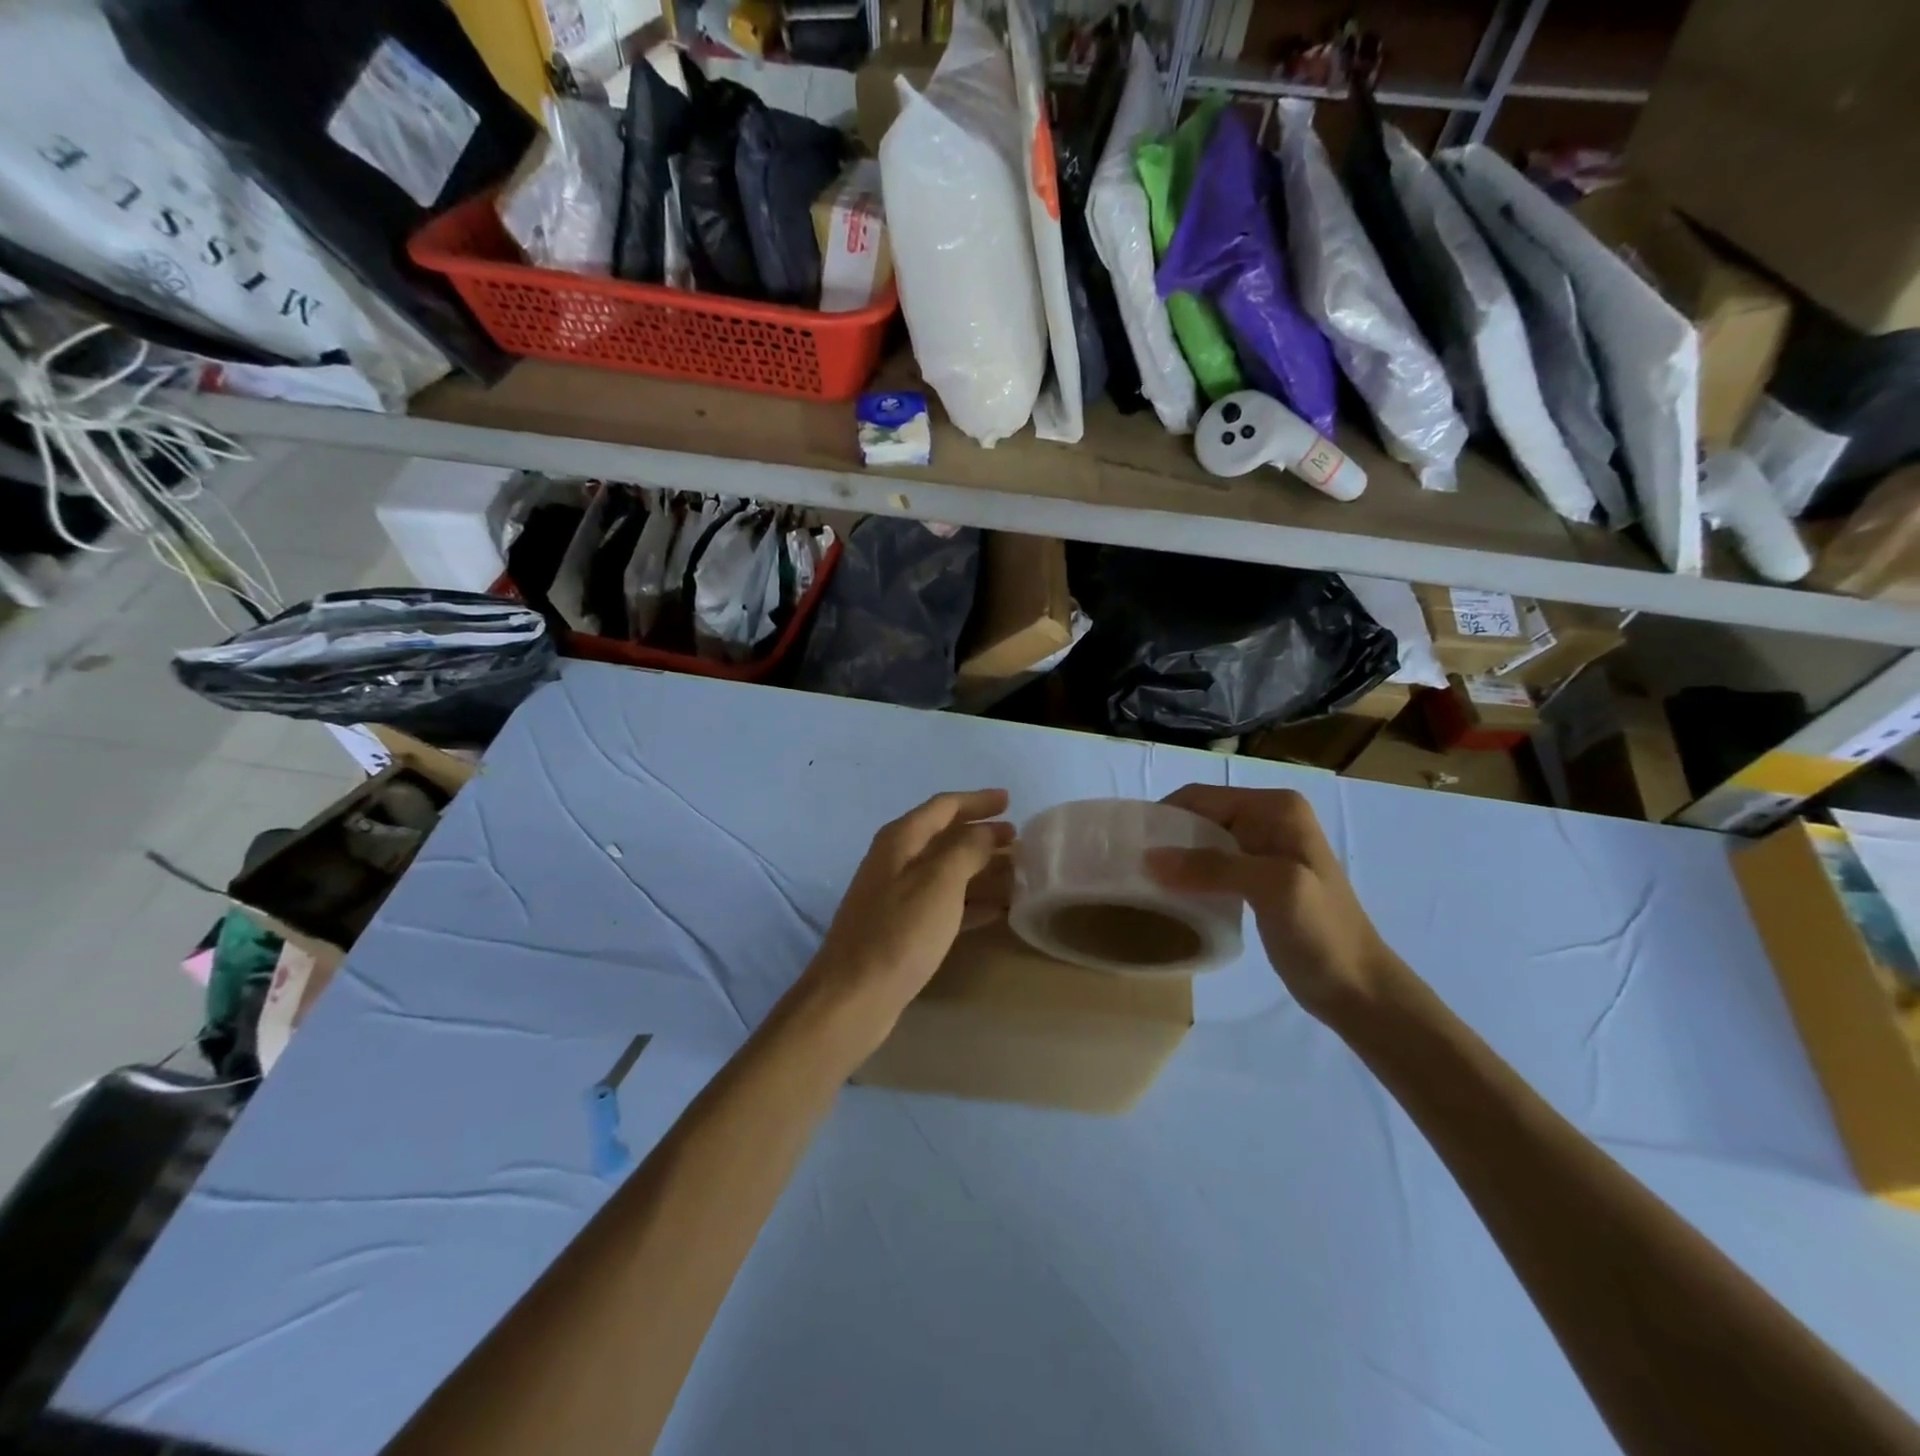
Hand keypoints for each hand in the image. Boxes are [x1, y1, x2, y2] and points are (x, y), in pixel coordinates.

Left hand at [798, 790, 1014, 1059]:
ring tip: (1018, 875)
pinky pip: (944, 903)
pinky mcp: (902, 928)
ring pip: (948, 872)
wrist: (853, 996)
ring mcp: (897, 895)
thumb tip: (986, 831)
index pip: (944, 806)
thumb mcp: (940, 882)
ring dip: (982, 870)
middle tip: (1020, 840)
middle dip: (983, 836)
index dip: (978, 801)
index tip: (1010, 801)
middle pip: (946, 837)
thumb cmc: (900, 932)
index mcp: (901, 839)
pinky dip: (971, 902)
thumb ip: (967, 849)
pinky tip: (998, 911)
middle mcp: (896, 860)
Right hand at [1146, 785, 1401, 1021]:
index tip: (1127, 846)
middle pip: (1199, 818)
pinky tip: (1171, 896)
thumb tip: (1148, 858)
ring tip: (1141, 883)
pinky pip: (1212, 866)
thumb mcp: (1272, 889)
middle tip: (1129, 868)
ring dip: (1174, 860)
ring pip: (1202, 843)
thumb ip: (1212, 867)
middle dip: (1165, 839)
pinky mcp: (1258, 879)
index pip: (1201, 798)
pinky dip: (1189, 877)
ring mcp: (1265, 849)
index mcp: (1275, 808)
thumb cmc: (1322, 933)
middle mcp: (1270, 819)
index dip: (1162, 817)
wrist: (1359, 990)